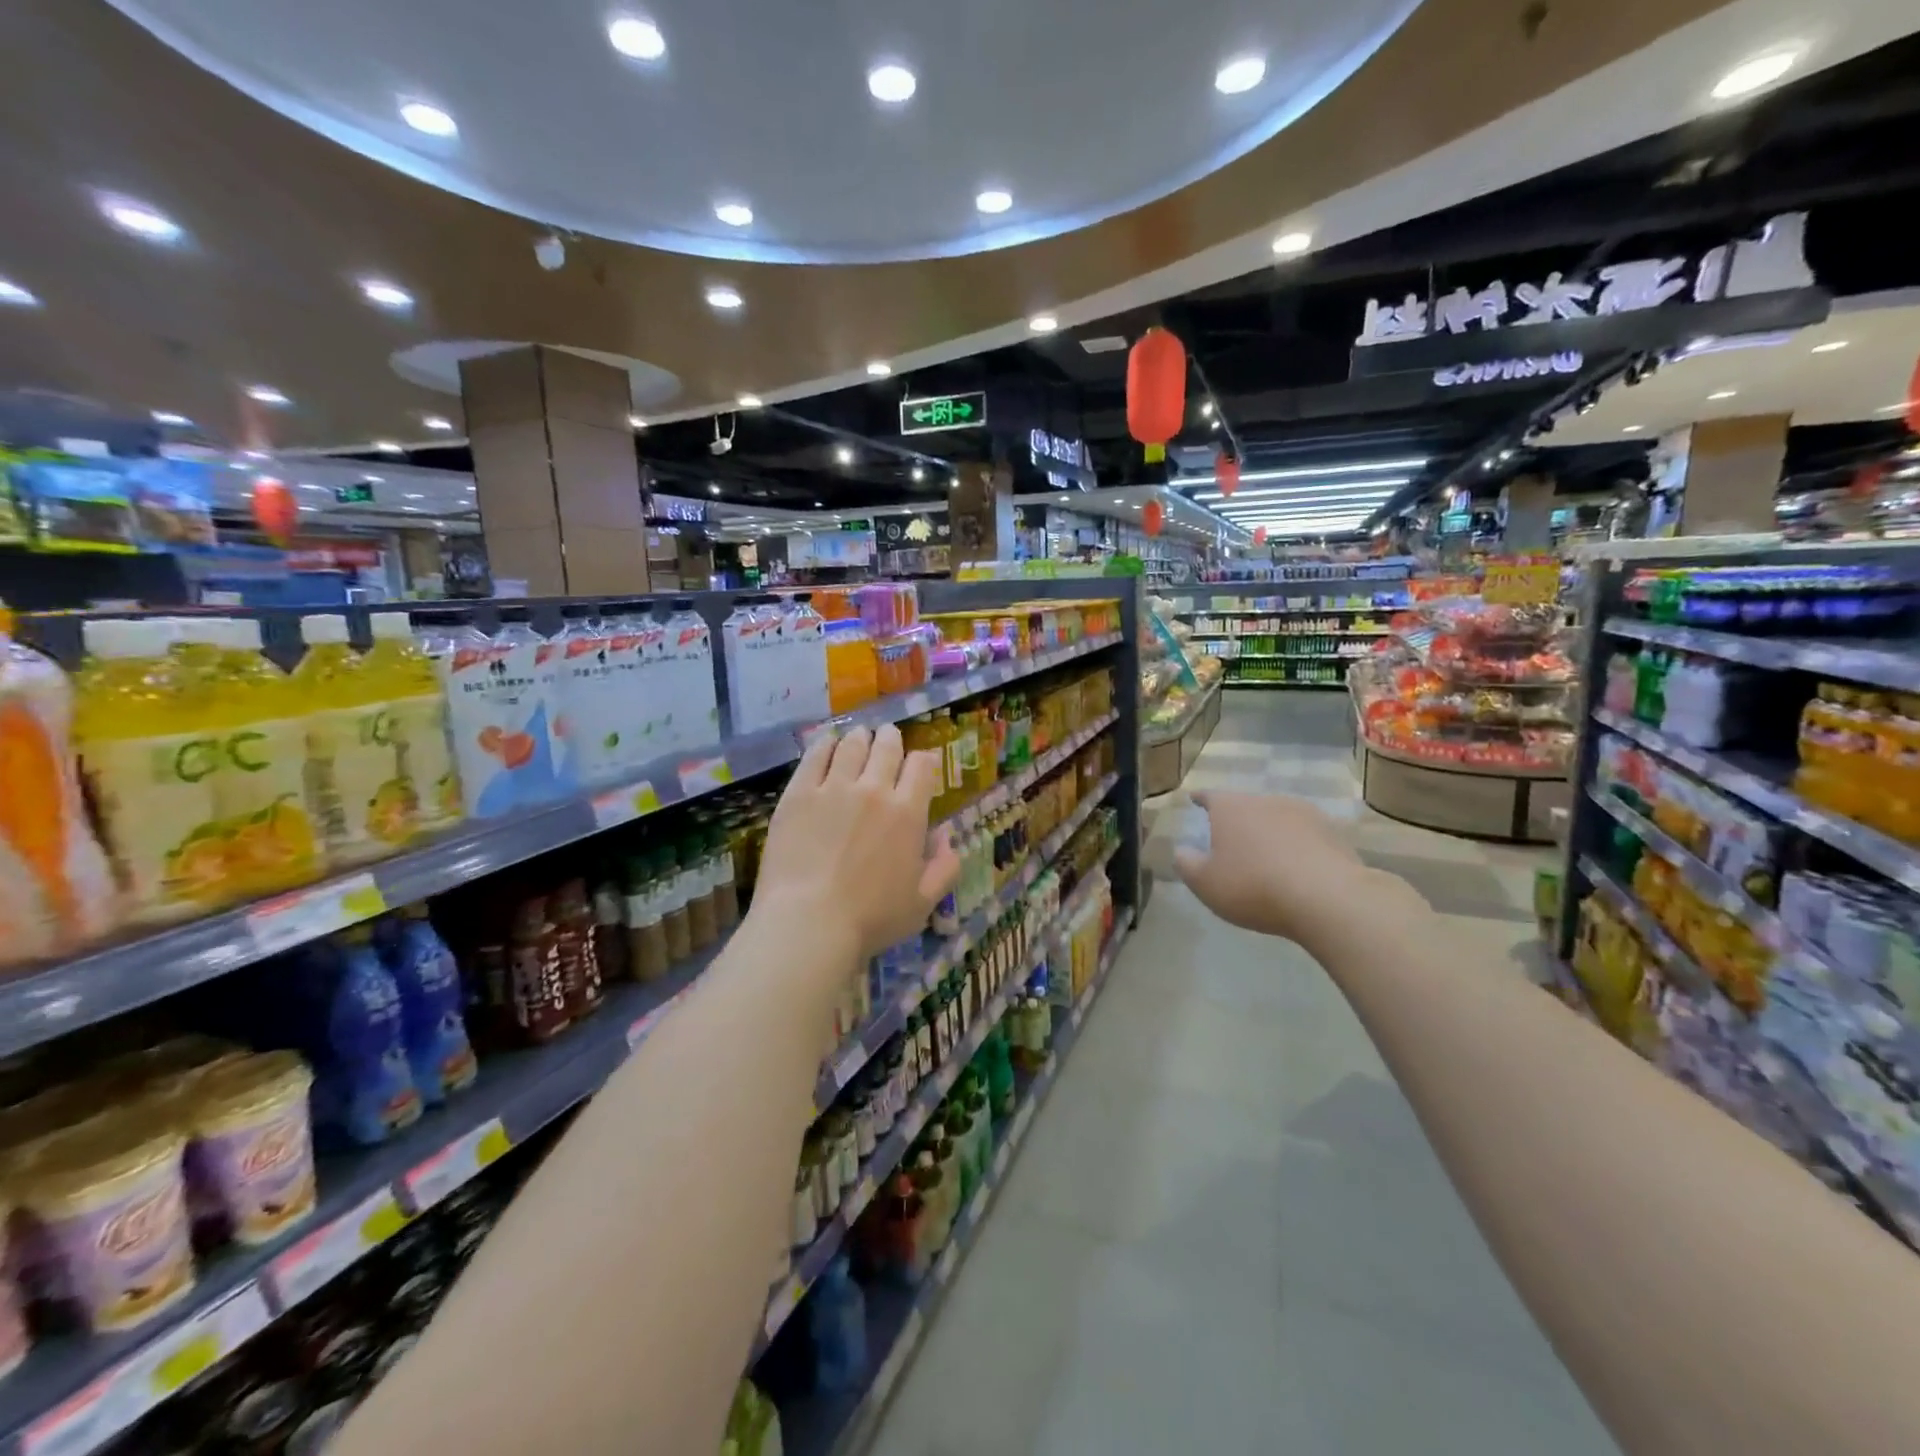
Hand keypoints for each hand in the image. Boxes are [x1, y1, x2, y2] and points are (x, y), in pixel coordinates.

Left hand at [752, 725, 960, 960]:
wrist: (808, 923)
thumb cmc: (871, 919)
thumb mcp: (923, 902)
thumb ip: (944, 867)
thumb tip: (947, 837)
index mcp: (908, 813)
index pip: (922, 766)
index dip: (923, 760)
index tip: (919, 764)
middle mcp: (874, 789)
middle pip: (887, 748)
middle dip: (891, 739)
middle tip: (888, 737)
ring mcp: (834, 787)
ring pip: (852, 746)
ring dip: (860, 737)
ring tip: (859, 735)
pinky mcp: (799, 793)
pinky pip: (815, 756)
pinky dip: (825, 744)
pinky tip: (827, 742)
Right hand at [1173, 791, 1417, 945]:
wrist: (1327, 897)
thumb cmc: (1254, 886)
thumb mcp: (1206, 883)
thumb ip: (1187, 864)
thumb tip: (1182, 851)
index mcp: (1231, 808)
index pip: (1210, 796)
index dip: (1201, 799)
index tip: (1195, 799)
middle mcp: (1266, 800)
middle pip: (1246, 806)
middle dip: (1238, 820)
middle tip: (1231, 839)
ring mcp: (1303, 813)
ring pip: (1277, 819)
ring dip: (1270, 833)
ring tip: (1266, 856)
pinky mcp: (1332, 832)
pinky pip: (1305, 837)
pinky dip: (1297, 847)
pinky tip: (1297, 868)